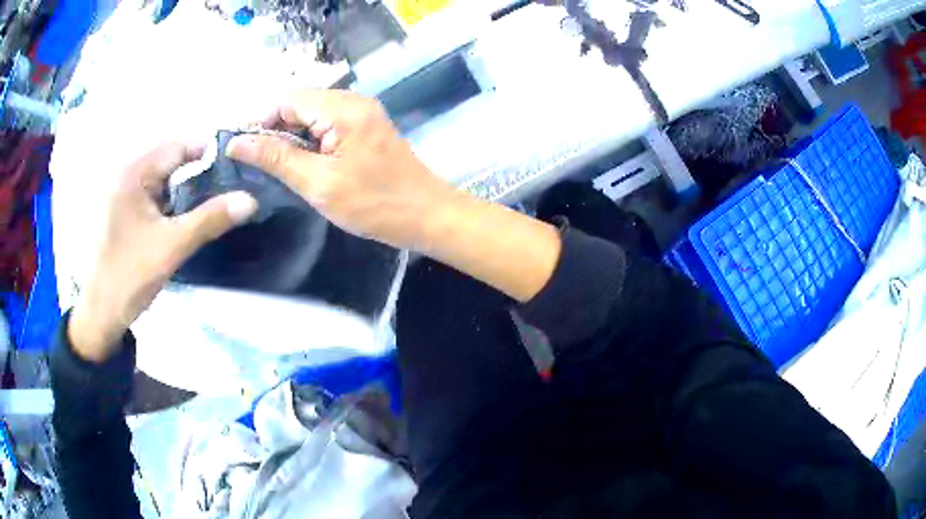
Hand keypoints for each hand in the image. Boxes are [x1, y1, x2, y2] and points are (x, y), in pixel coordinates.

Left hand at [68, 142, 257, 361]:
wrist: (101, 313)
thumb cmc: (129, 275)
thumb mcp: (172, 247)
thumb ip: (210, 220)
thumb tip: (251, 199)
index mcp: (134, 173)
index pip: (179, 147)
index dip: (208, 154)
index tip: (237, 166)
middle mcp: (126, 174)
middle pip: (171, 163)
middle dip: (198, 175)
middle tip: (229, 189)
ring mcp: (122, 193)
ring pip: (163, 181)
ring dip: (185, 191)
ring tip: (212, 204)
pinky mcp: (122, 211)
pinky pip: (153, 196)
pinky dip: (171, 203)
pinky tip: (184, 219)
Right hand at [226, 90, 455, 251]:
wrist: (427, 215)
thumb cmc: (374, 204)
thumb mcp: (318, 183)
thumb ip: (276, 158)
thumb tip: (237, 142)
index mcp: (342, 109)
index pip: (288, 99)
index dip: (260, 120)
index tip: (241, 148)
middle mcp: (353, 101)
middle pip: (300, 102)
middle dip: (274, 127)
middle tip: (254, 160)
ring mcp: (362, 113)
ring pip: (312, 113)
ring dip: (290, 134)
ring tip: (273, 165)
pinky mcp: (366, 126)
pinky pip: (328, 123)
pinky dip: (309, 139)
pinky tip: (299, 161)